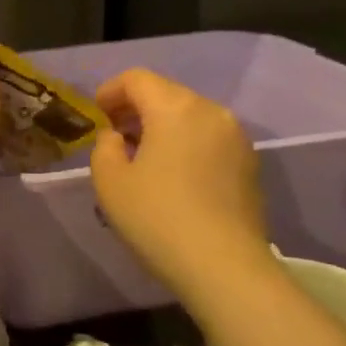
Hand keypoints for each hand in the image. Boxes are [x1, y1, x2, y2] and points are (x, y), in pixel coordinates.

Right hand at [90, 68, 271, 295]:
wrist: (224, 266)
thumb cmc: (157, 217)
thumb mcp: (109, 181)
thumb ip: (105, 148)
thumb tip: (118, 138)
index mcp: (175, 108)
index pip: (137, 79)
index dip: (110, 90)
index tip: (96, 115)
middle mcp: (211, 112)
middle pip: (167, 93)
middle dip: (137, 108)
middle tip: (115, 136)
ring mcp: (236, 138)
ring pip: (190, 116)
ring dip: (162, 127)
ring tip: (143, 158)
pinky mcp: (249, 164)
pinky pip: (208, 138)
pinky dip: (186, 144)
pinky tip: (173, 176)